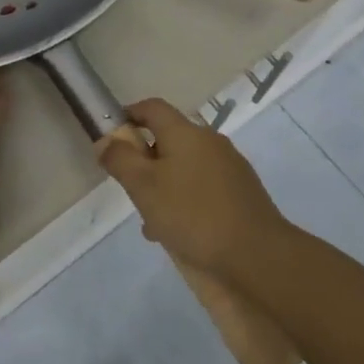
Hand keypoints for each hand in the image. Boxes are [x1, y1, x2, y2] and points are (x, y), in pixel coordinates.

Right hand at [96, 99, 286, 279]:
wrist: (258, 255)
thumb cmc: (193, 215)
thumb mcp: (144, 188)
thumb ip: (120, 160)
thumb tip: (106, 140)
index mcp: (185, 132)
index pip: (152, 107)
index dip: (130, 115)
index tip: (113, 137)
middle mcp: (209, 141)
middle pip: (169, 140)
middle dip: (146, 162)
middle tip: (132, 192)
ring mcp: (230, 166)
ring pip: (186, 167)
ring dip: (165, 187)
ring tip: (154, 223)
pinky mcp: (242, 192)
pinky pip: (204, 187)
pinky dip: (187, 201)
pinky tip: (181, 234)